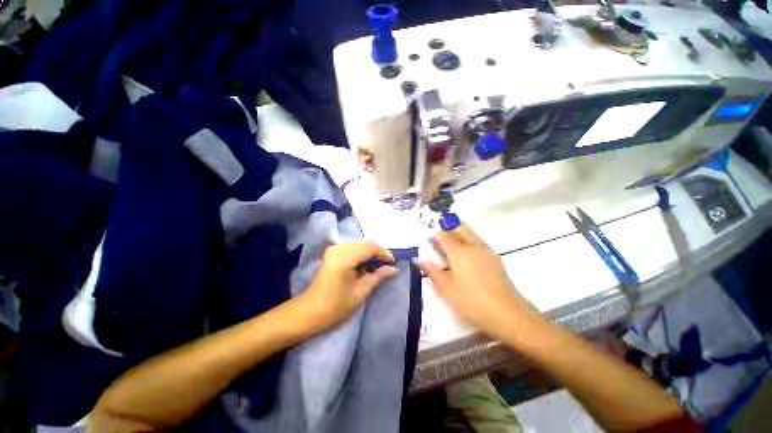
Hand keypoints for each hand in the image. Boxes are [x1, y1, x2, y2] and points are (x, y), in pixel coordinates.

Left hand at [302, 240, 397, 329]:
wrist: (310, 312)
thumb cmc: (336, 306)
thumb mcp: (361, 292)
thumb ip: (378, 276)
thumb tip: (394, 269)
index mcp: (344, 258)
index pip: (370, 247)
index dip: (384, 253)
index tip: (393, 263)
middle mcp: (338, 248)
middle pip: (365, 243)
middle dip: (379, 252)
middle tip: (387, 265)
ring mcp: (334, 249)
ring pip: (360, 244)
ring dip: (371, 252)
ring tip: (379, 265)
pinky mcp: (332, 252)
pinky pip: (353, 247)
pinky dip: (362, 253)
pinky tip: (366, 264)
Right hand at [417, 224, 540, 340]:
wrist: (508, 314)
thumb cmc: (472, 302)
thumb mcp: (447, 289)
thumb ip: (432, 271)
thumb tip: (419, 259)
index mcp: (459, 252)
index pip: (444, 236)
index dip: (435, 235)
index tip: (428, 238)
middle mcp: (473, 246)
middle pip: (459, 228)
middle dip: (449, 227)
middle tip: (440, 235)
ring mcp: (486, 251)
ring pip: (471, 233)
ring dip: (459, 232)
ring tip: (452, 241)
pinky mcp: (495, 258)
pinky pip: (478, 241)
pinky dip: (469, 240)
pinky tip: (468, 252)